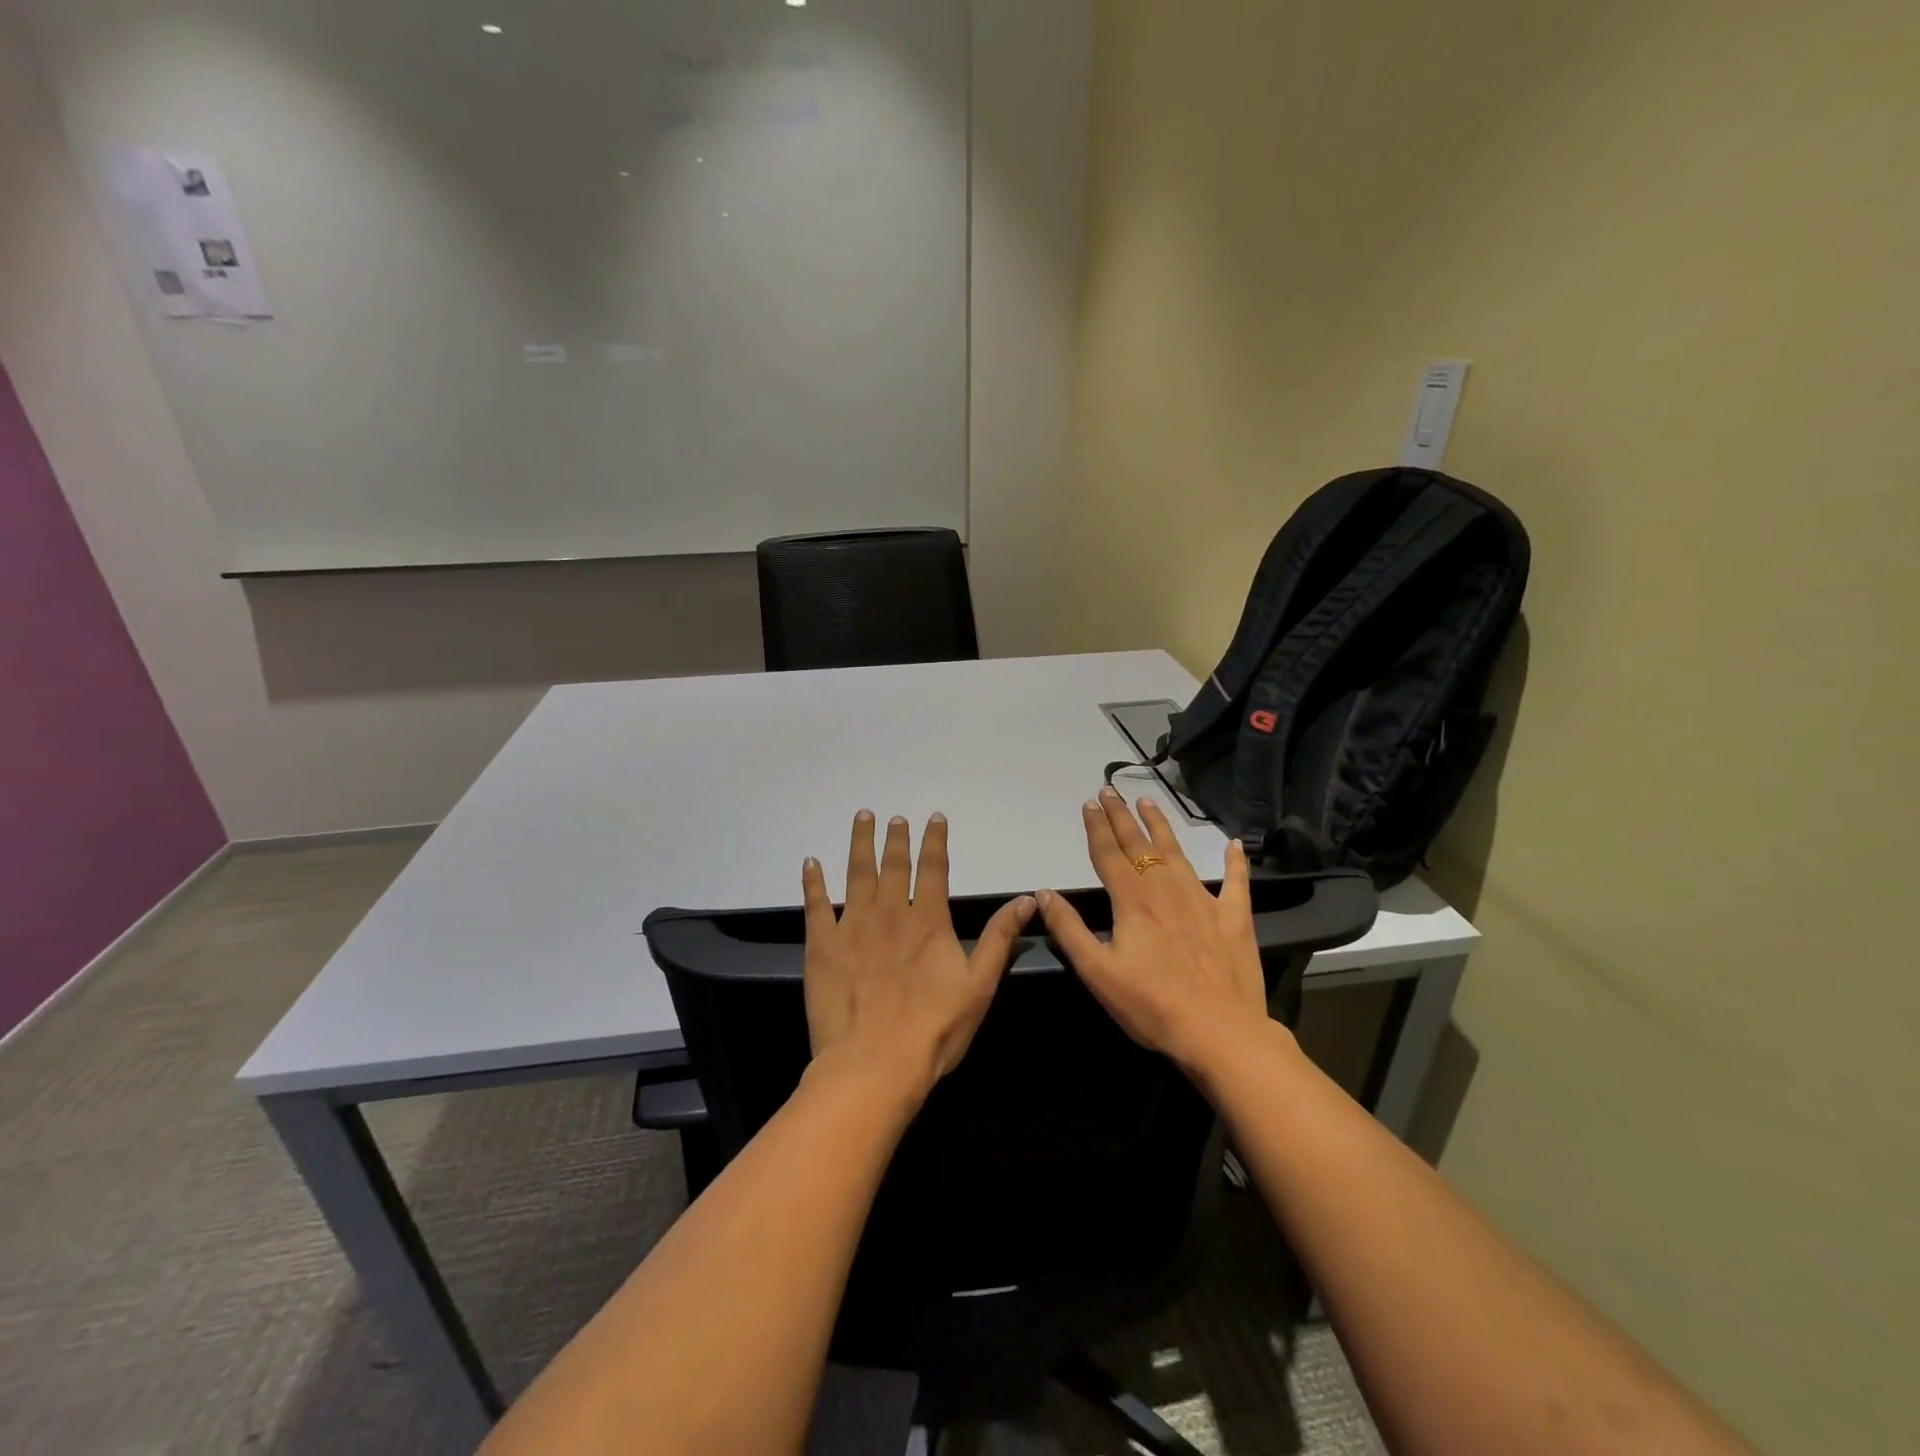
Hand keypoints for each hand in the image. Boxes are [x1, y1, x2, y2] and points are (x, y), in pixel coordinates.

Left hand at [802, 811, 1035, 1098]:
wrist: (874, 1064)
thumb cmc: (934, 1029)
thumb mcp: (980, 985)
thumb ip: (1000, 938)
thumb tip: (1027, 900)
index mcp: (927, 920)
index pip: (933, 868)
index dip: (935, 840)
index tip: (934, 818)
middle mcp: (889, 912)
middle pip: (893, 864)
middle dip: (896, 838)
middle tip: (894, 817)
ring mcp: (852, 926)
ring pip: (856, 873)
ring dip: (860, 843)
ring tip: (862, 818)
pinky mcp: (822, 945)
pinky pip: (816, 904)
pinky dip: (813, 881)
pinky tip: (811, 862)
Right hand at [1038, 787, 1274, 1072]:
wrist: (1220, 1033)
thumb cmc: (1151, 1005)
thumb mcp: (1097, 972)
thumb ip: (1068, 929)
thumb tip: (1044, 893)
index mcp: (1132, 900)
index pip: (1109, 853)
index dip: (1097, 827)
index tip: (1089, 803)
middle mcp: (1166, 889)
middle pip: (1139, 844)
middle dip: (1121, 816)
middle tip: (1110, 791)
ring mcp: (1203, 901)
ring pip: (1178, 853)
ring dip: (1161, 826)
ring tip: (1148, 802)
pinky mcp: (1234, 918)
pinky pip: (1236, 883)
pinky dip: (1236, 862)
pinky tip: (1236, 844)